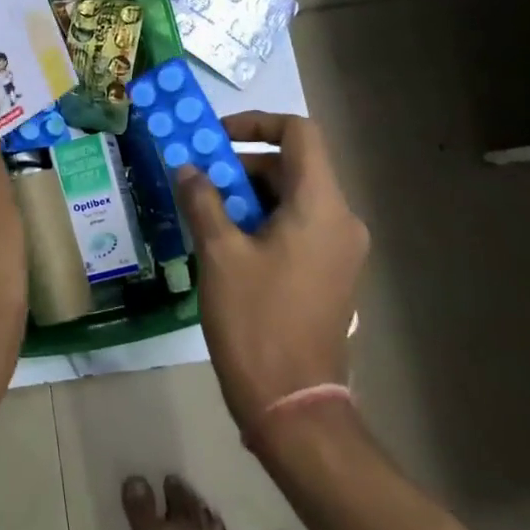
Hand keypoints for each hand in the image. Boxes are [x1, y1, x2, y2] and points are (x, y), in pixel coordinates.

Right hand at [175, 110, 367, 434]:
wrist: (294, 406)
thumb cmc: (256, 321)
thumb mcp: (220, 253)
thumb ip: (203, 200)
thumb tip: (188, 169)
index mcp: (321, 206)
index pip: (299, 133)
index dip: (257, 123)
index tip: (215, 138)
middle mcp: (341, 220)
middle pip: (293, 166)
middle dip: (242, 166)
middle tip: (199, 182)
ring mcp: (340, 250)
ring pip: (293, 198)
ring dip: (248, 195)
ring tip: (206, 214)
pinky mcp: (331, 275)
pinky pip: (298, 227)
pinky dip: (264, 221)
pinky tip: (227, 245)